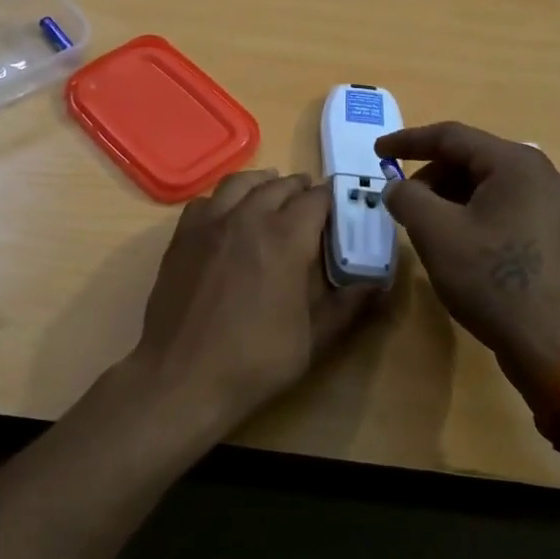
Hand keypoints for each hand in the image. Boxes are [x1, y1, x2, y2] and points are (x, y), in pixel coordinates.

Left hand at [128, 170, 377, 431]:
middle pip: (279, 186)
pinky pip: (207, 200)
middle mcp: (248, 217)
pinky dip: (225, 198)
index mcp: (285, 238)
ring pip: (240, 182)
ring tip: (272, 191)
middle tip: (311, 200)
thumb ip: (346, 306)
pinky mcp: (182, 235)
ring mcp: (210, 223)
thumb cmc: (255, 360)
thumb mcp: (313, 339)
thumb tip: (376, 284)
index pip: (316, 199)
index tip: (342, 205)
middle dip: (300, 188)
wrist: (183, 375)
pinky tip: (228, 214)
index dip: (332, 198)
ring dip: (262, 183)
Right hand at [375, 122, 559, 390]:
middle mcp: (544, 175)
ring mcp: (558, 207)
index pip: (452, 136)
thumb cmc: (492, 280)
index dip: (408, 141)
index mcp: (517, 164)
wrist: (553, 346)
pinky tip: (459, 241)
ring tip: (426, 224)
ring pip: (491, 185)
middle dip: (431, 174)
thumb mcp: (436, 233)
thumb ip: (407, 197)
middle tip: (402, 200)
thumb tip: (397, 187)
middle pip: (474, 159)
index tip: (377, 153)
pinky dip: (476, 213)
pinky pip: (508, 207)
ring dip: (452, 196)